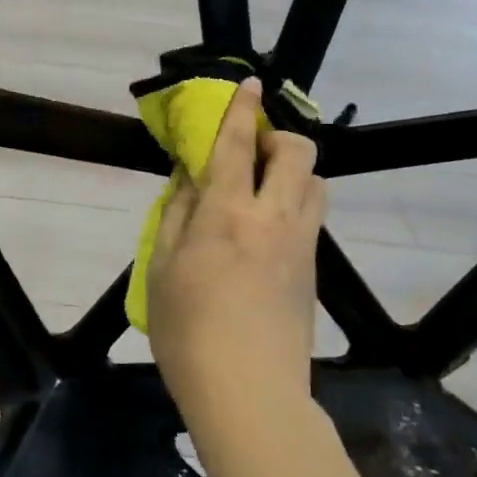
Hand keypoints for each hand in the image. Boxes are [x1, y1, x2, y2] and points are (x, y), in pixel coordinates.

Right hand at [147, 77, 324, 444]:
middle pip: (297, 153)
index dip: (243, 108)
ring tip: (263, 187)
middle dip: (279, 136)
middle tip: (251, 150)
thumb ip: (176, 213)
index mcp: (227, 213)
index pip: (238, 144)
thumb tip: (189, 177)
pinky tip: (268, 229)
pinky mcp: (313, 270)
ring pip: (316, 182)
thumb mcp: (161, 268)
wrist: (249, 394)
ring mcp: (302, 244)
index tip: (250, 83)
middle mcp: (274, 218)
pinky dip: (296, 202)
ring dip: (293, 170)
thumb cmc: (188, 331)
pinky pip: (313, 216)